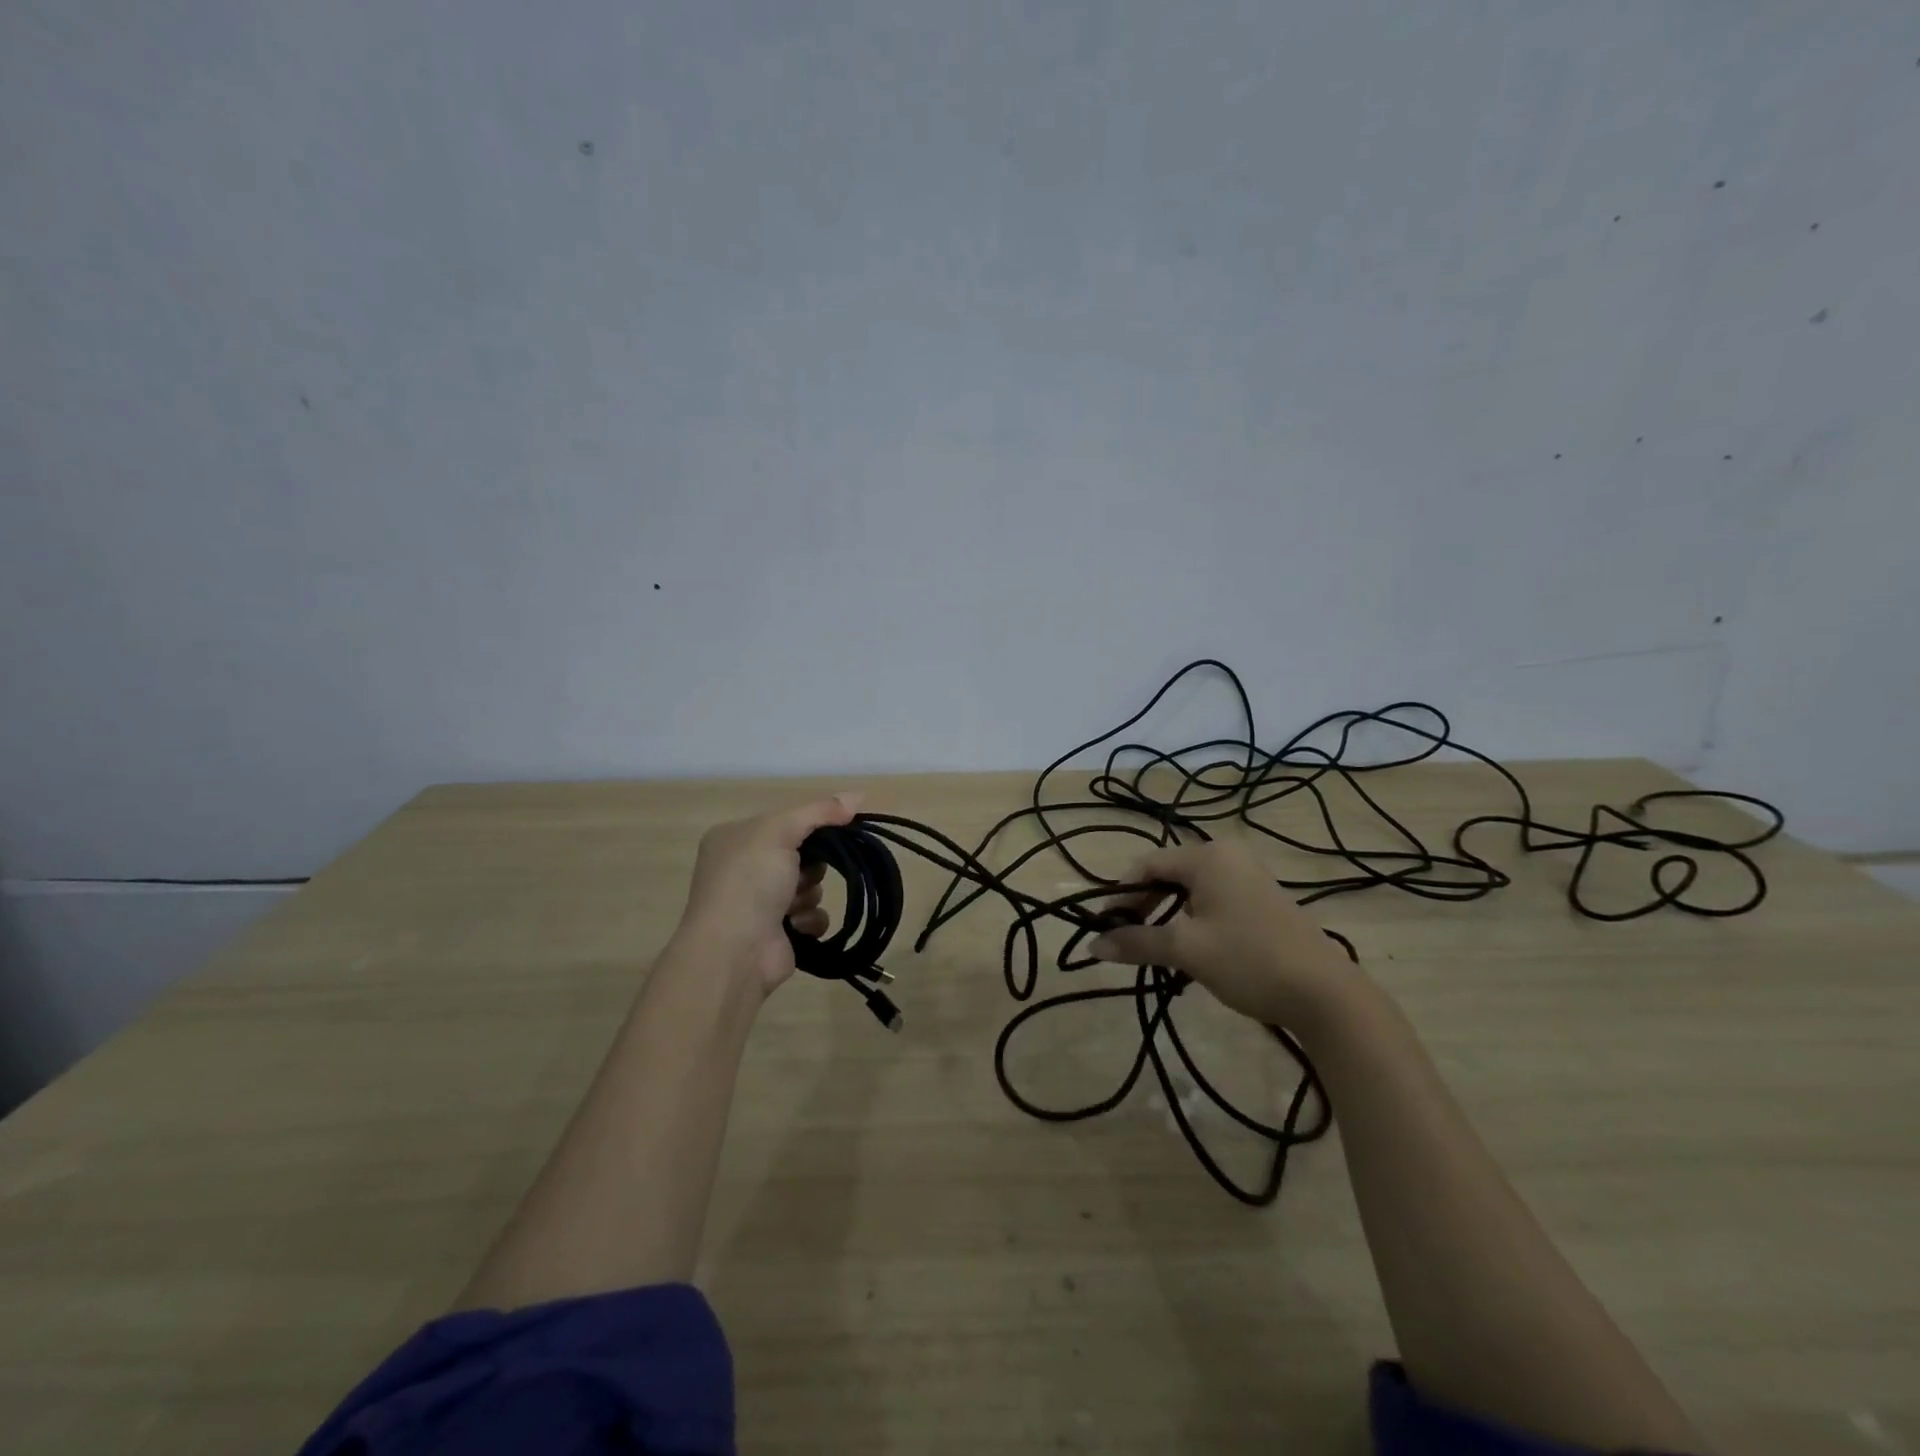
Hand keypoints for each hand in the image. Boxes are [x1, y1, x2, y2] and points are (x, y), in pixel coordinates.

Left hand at [677, 793, 859, 995]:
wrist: (733, 952)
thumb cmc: (749, 881)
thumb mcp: (780, 831)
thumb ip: (819, 811)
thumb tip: (859, 794)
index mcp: (736, 837)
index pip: (786, 821)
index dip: (814, 824)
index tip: (841, 825)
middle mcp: (743, 867)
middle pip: (801, 853)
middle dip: (811, 864)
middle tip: (805, 871)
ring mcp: (758, 903)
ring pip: (809, 885)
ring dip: (809, 894)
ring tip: (793, 904)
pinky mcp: (777, 932)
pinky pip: (811, 915)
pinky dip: (809, 919)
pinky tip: (796, 925)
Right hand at [1088, 839, 1358, 1029]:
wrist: (1325, 993)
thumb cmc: (1248, 959)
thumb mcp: (1186, 950)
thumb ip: (1137, 942)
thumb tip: (1092, 945)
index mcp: (1208, 856)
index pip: (1147, 865)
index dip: (1120, 895)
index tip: (1105, 926)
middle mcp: (1227, 856)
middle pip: (1168, 874)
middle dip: (1143, 905)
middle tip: (1126, 938)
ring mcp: (1248, 876)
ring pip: (1190, 889)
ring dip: (1166, 915)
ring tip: (1153, 946)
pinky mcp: (1262, 900)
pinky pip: (1212, 900)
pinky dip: (1191, 919)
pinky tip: (1189, 947)